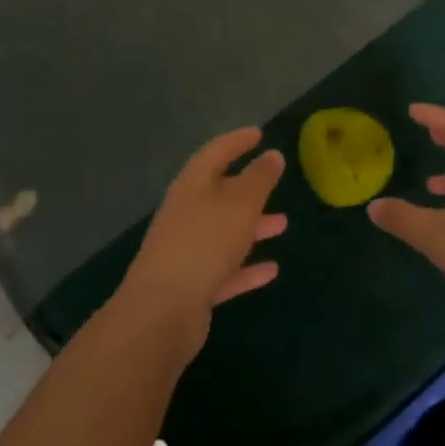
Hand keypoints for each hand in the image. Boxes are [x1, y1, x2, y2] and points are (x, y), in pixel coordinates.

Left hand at [118, 128, 286, 357]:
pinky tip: (271, 270)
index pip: (215, 152)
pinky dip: (246, 267)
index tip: (258, 134)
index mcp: (192, 185)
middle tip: (273, 180)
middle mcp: (186, 213)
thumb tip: (273, 155)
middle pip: (218, 193)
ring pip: (223, 231)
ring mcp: (186, 250)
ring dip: (252, 226)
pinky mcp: (191, 285)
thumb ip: (259, 179)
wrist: (162, 311)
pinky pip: (224, 269)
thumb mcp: (240, 204)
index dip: (237, 141)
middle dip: (248, 187)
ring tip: (282, 224)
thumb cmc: (204, 243)